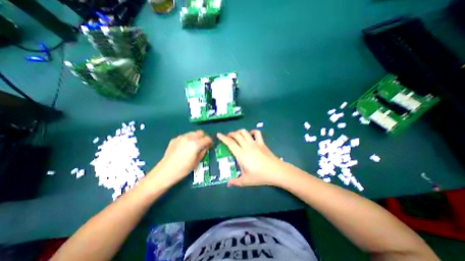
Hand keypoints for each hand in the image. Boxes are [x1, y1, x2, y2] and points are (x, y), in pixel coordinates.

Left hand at [149, 130, 211, 186]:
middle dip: (203, 138)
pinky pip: (185, 136)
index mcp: (196, 144)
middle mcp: (189, 138)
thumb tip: (206, 146)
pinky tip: (184, 147)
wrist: (165, 171)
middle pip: (200, 132)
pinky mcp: (175, 139)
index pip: (207, 138)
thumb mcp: (197, 161)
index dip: (210, 142)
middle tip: (202, 145)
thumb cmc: (183, 169)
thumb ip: (203, 151)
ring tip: (193, 145)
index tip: (210, 146)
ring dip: (196, 137)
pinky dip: (188, 139)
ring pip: (192, 133)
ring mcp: (181, 137)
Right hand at [216, 129, 285, 185]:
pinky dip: (252, 131)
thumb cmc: (259, 176)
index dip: (223, 138)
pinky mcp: (262, 143)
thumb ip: (236, 182)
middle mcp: (247, 146)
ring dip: (239, 131)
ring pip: (245, 132)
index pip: (230, 143)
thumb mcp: (246, 181)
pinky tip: (250, 135)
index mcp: (241, 154)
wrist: (275, 171)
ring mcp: (255, 143)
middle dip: (230, 134)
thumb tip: (228, 184)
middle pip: (237, 135)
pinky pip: (257, 133)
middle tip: (227, 136)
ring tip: (236, 135)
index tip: (218, 134)